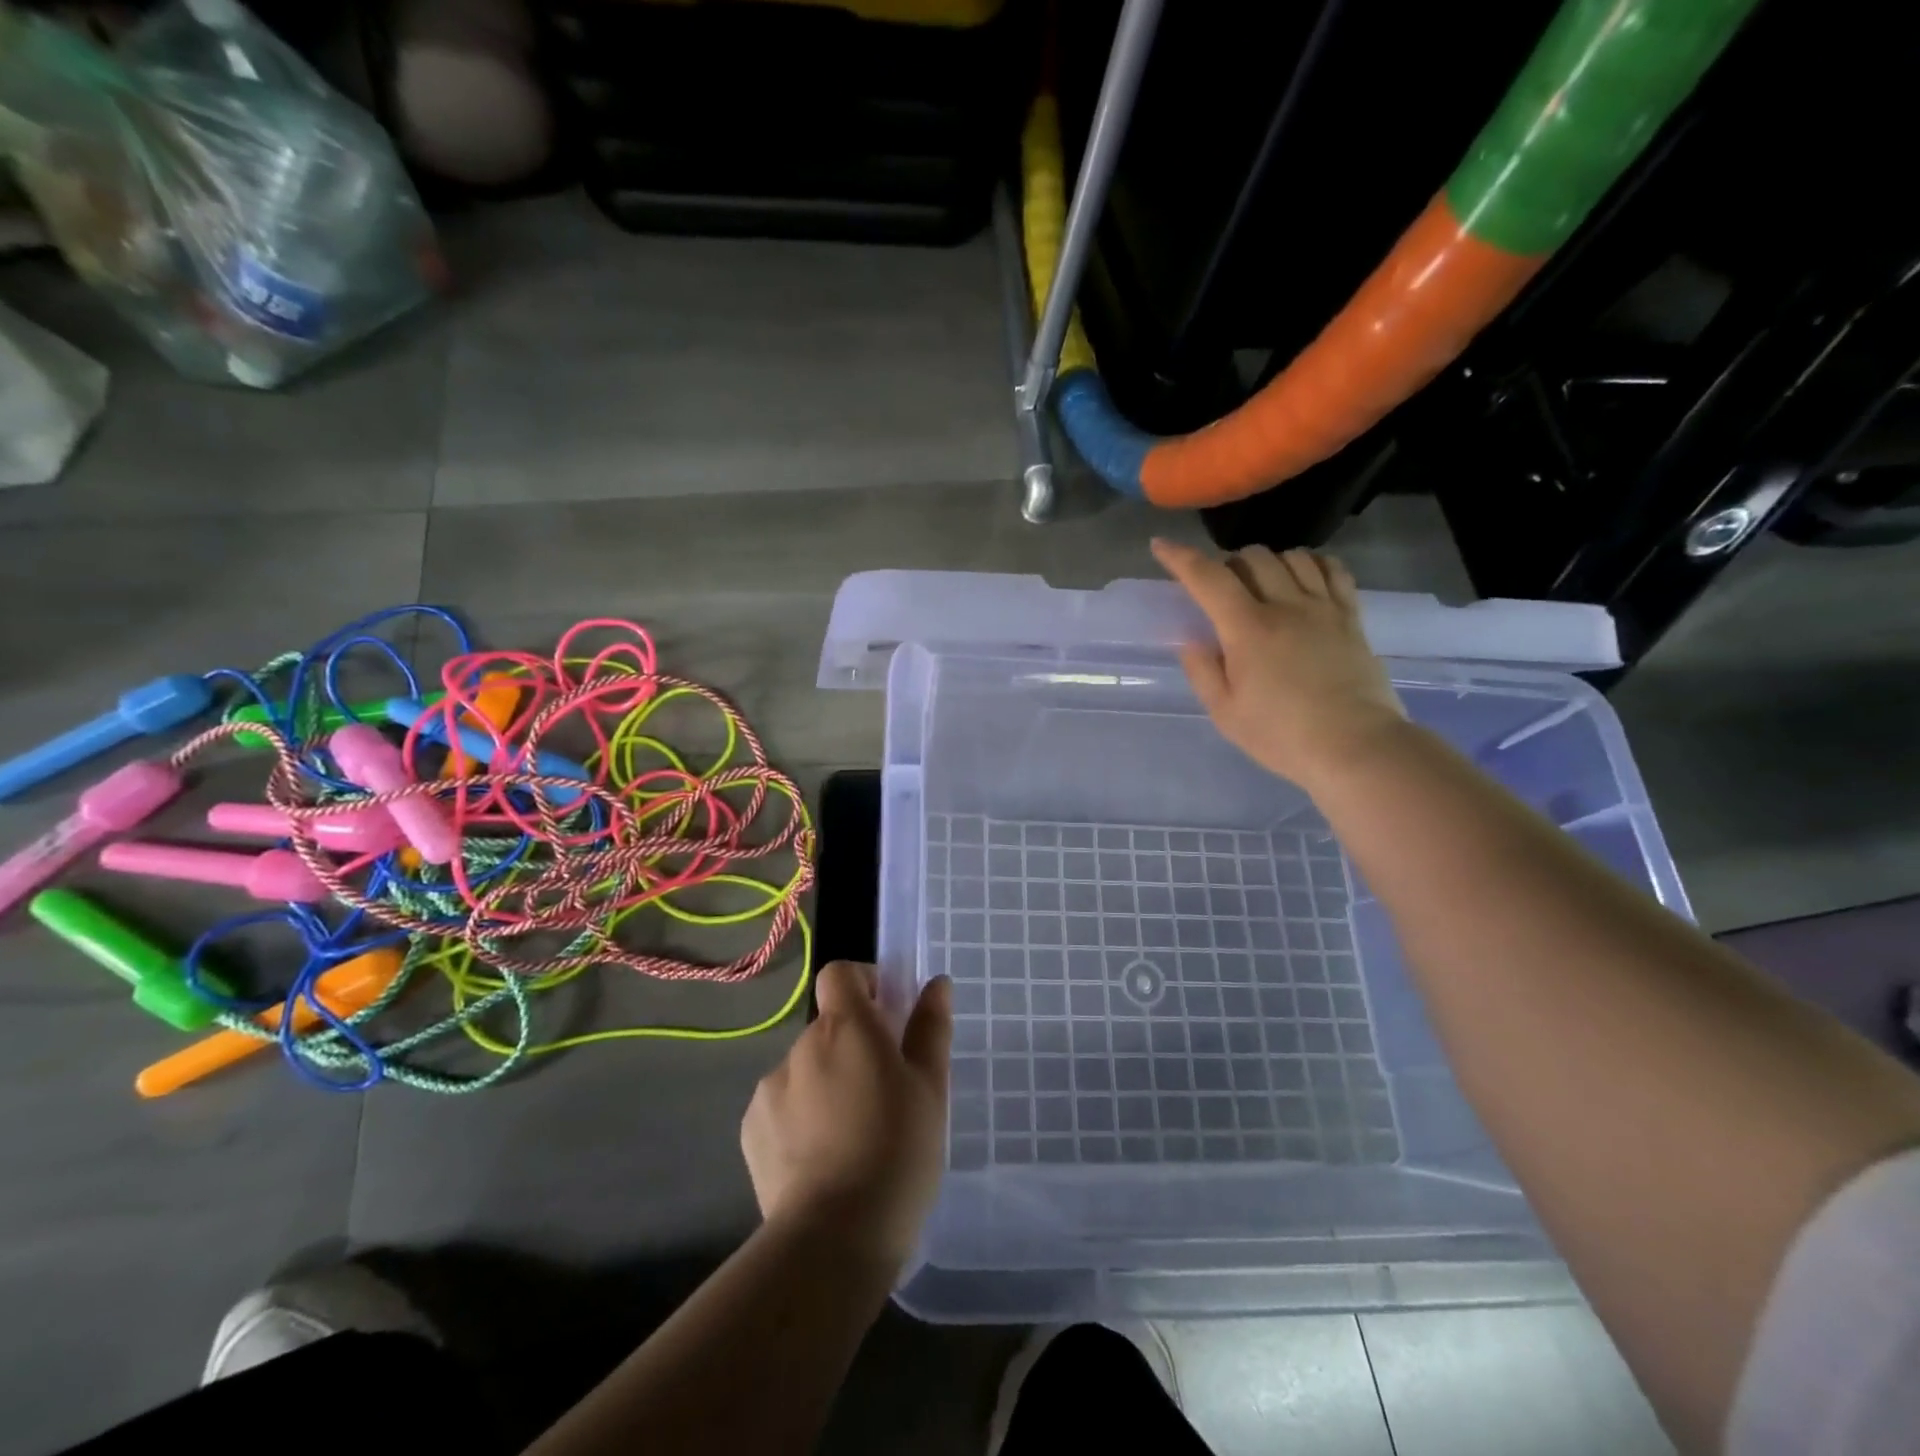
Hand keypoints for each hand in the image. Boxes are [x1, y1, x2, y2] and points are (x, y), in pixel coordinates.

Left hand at [741, 962, 950, 1272]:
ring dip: (826, 1082)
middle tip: (883, 1092)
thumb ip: (930, 1028)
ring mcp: (770, 1089)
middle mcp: (801, 1046)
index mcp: (845, 1027)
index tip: (887, 1016)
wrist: (833, 1239)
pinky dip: (801, 1116)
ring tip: (853, 1135)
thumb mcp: (930, 1088)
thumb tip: (936, 983)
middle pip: (827, 1026)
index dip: (863, 984)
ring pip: (806, 1068)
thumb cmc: (897, 1152)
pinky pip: (782, 1105)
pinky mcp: (752, 1129)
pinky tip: (822, 1158)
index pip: (840, 974)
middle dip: (852, 1045)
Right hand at [1152, 538, 1405, 788]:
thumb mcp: (1225, 713)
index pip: (1208, 578)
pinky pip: (1333, 569)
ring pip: (1292, 556)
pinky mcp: (1351, 616)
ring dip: (1269, 562)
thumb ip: (1203, 671)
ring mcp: (1324, 607)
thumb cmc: (1281, 735)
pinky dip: (1312, 564)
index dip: (1180, 558)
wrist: (1355, 746)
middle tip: (1221, 590)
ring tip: (1262, 584)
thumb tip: (1192, 640)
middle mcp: (1286, 606)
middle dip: (1227, 564)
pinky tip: (1303, 579)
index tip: (1161, 545)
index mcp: (1247, 629)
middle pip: (1252, 557)